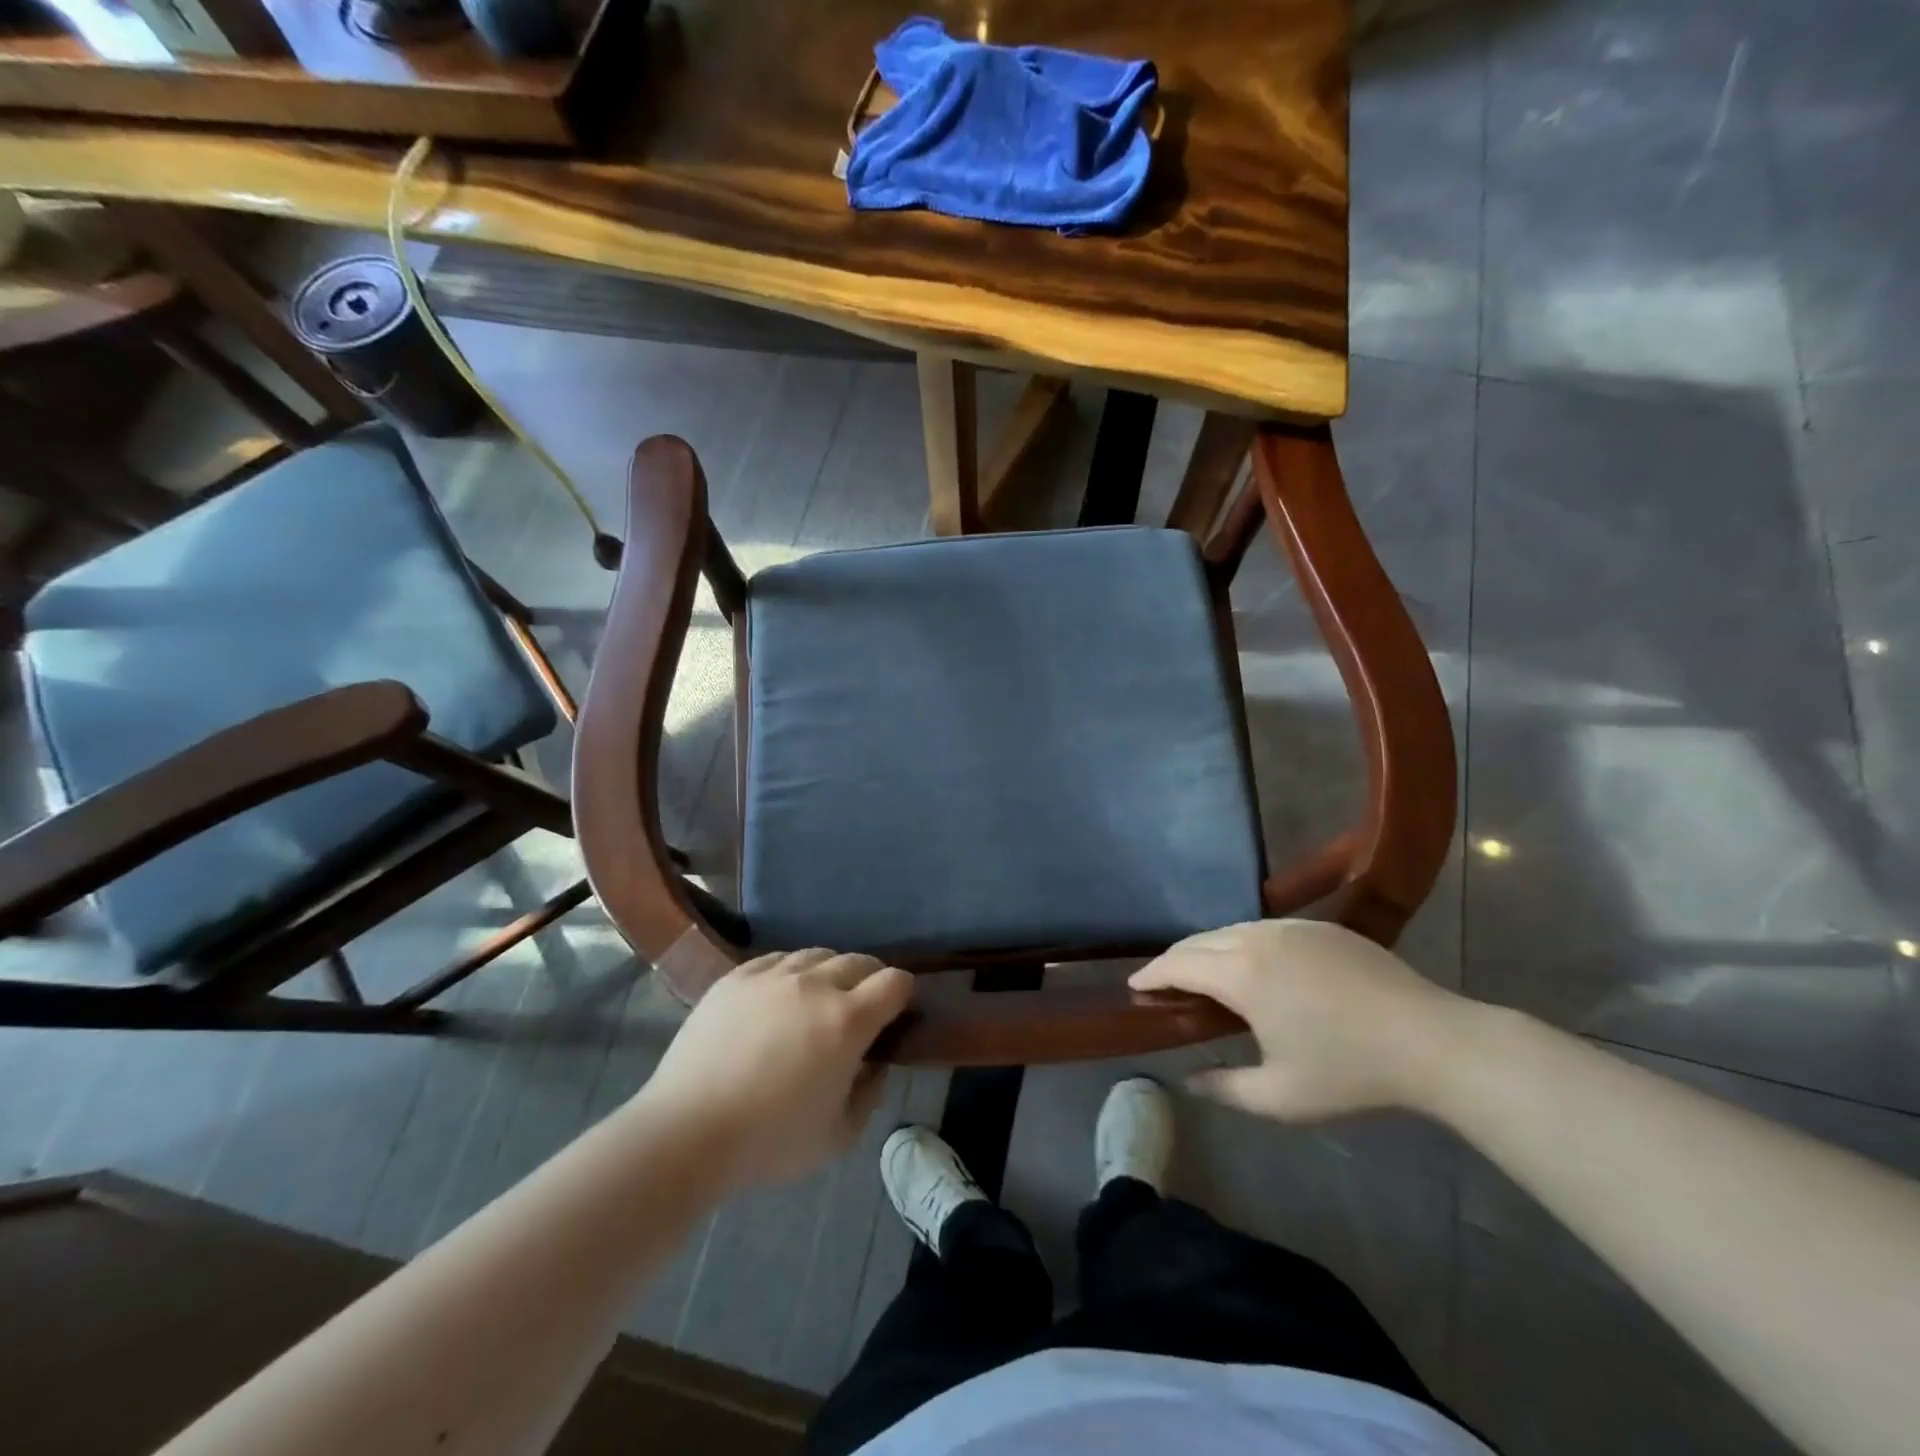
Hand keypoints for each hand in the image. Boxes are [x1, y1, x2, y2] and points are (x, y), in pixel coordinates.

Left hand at [637, 949, 912, 1189]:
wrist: (686, 1133)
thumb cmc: (769, 1142)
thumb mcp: (839, 1136)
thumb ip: (870, 1094)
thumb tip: (875, 1063)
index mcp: (848, 1021)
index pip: (895, 982)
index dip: (903, 994)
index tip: (896, 1014)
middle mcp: (815, 985)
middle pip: (859, 961)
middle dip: (870, 981)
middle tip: (860, 1010)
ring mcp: (772, 976)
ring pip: (818, 954)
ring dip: (830, 973)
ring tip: (817, 1000)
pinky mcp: (736, 977)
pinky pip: (777, 958)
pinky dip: (790, 972)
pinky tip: (780, 996)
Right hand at [1130, 920, 1471, 1121]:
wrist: (1432, 1042)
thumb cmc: (1351, 1072)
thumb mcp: (1281, 1097)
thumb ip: (1224, 1088)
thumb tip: (1187, 1081)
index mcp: (1241, 974)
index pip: (1178, 964)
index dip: (1151, 975)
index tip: (1134, 986)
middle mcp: (1258, 938)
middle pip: (1199, 940)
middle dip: (1174, 960)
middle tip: (1163, 985)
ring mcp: (1292, 927)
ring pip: (1231, 929)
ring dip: (1207, 949)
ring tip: (1203, 975)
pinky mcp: (1321, 927)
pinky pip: (1264, 927)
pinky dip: (1241, 942)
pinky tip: (1252, 965)